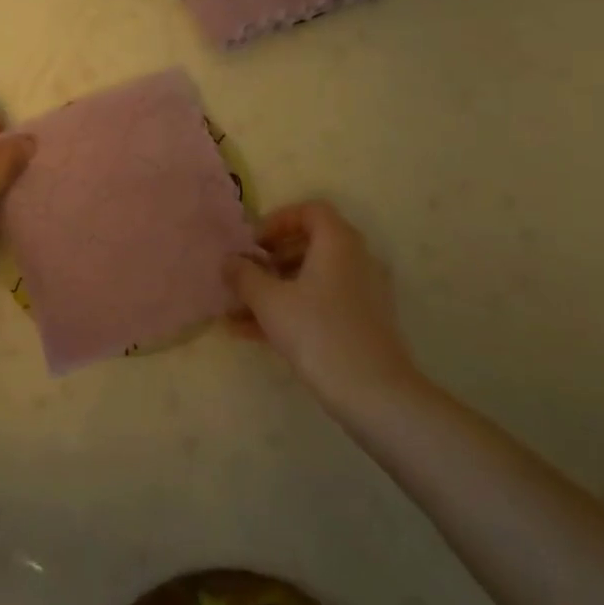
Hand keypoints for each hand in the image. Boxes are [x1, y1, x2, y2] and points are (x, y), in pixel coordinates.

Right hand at [226, 200, 417, 412]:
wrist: (374, 393)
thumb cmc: (318, 333)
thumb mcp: (270, 302)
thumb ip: (244, 276)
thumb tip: (229, 261)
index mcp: (338, 242)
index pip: (310, 211)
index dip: (277, 221)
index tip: (253, 245)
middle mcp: (356, 259)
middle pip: (310, 245)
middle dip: (271, 260)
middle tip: (245, 277)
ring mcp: (363, 292)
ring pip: (313, 279)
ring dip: (275, 289)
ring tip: (238, 312)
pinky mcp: (364, 323)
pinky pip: (321, 303)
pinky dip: (292, 309)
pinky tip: (255, 335)